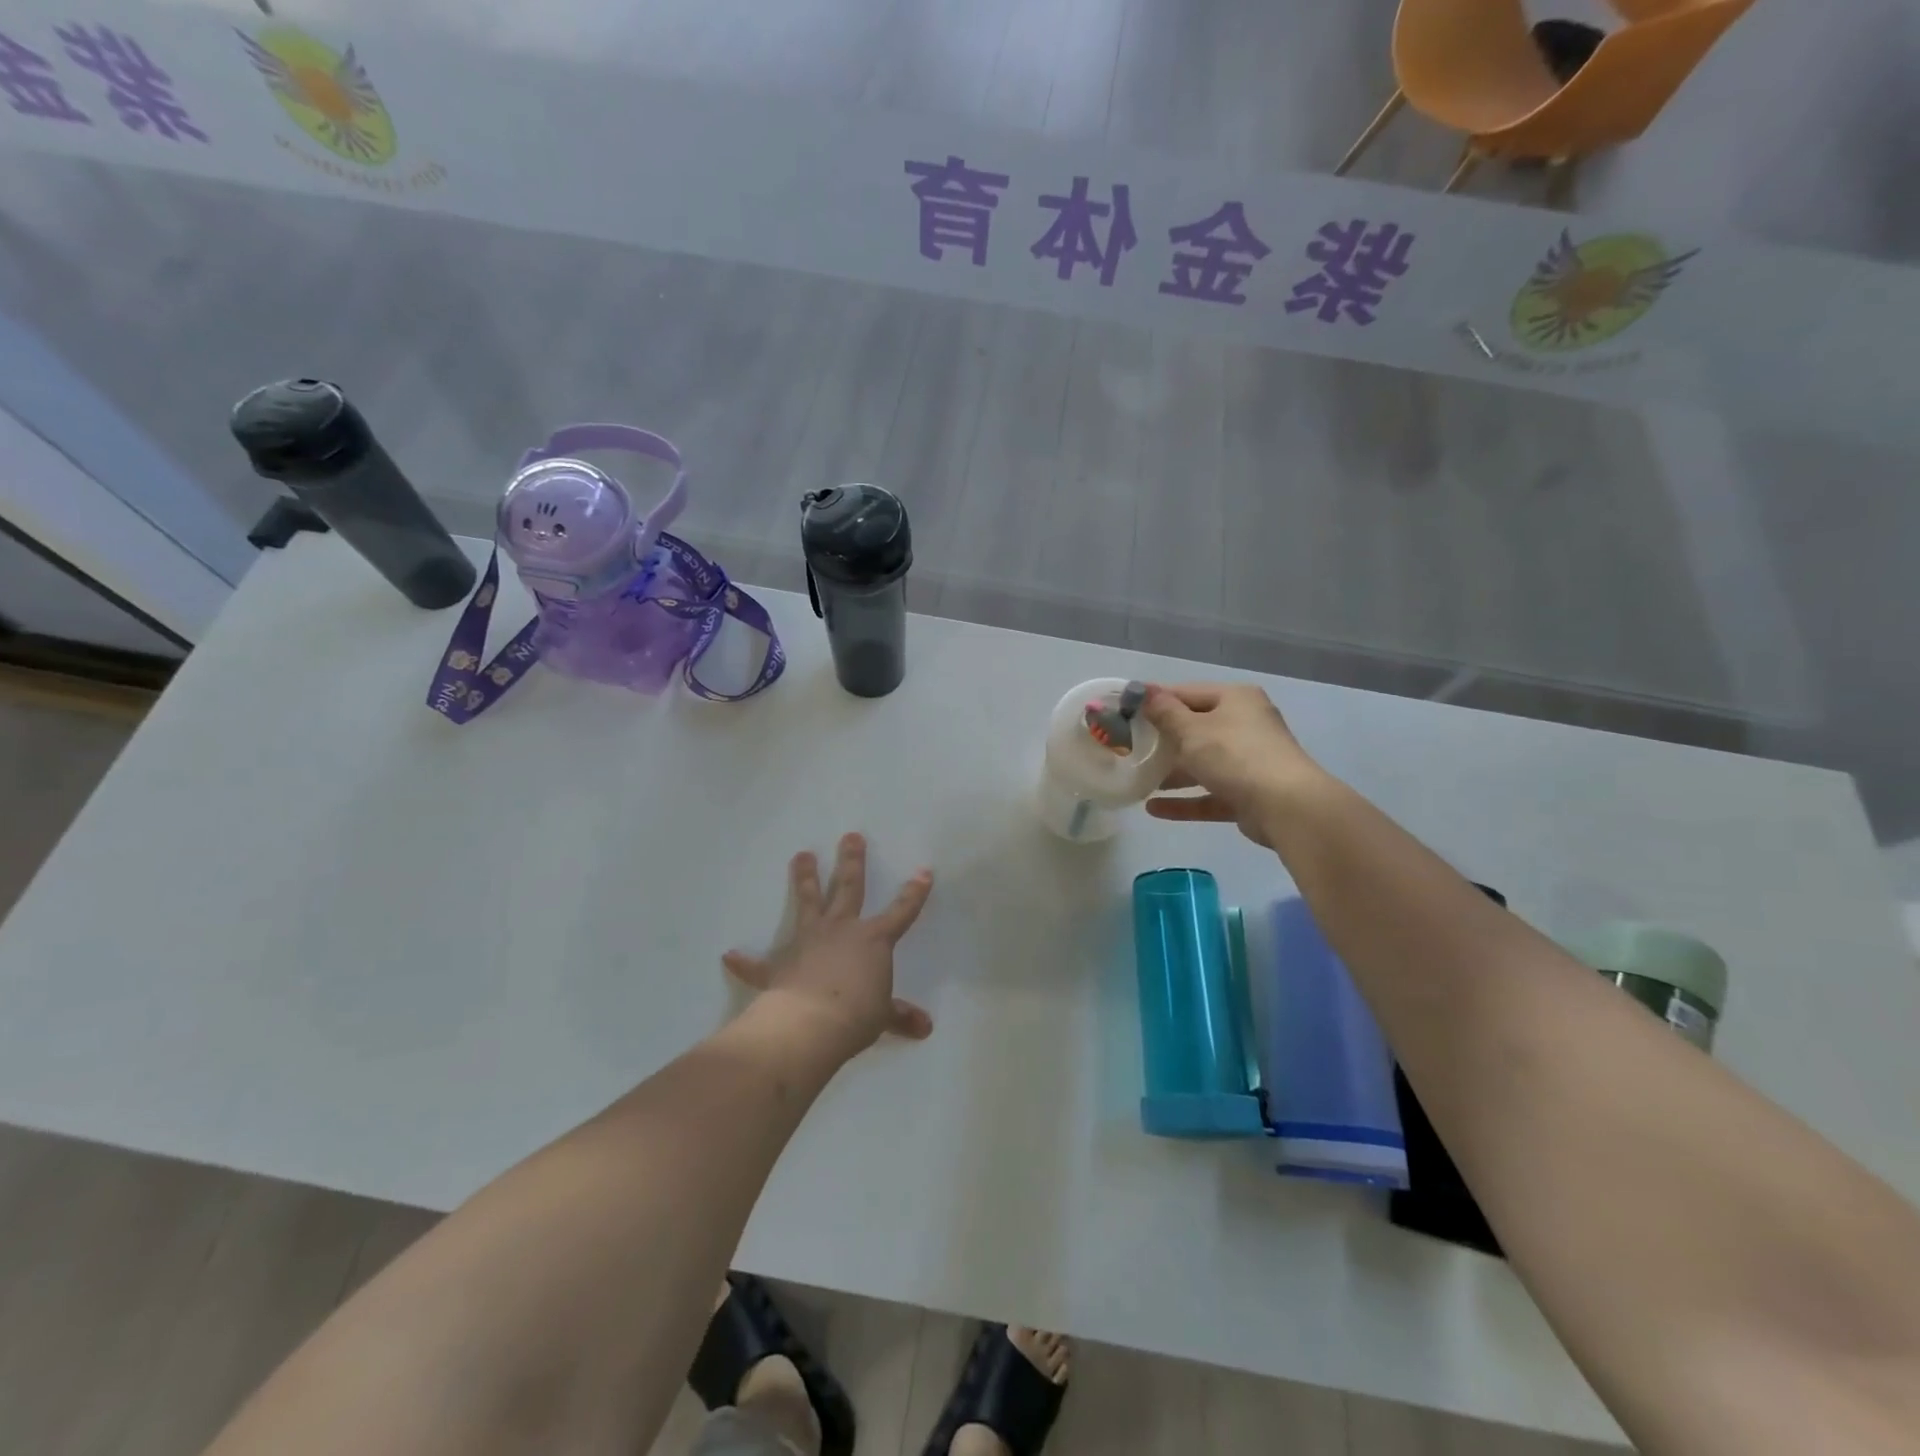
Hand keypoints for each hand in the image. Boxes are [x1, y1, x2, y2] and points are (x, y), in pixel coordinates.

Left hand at [723, 833, 934, 1057]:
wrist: (808, 1025)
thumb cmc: (855, 1016)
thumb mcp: (883, 1017)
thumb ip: (901, 1016)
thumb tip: (926, 1028)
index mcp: (873, 940)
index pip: (901, 911)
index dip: (914, 893)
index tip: (924, 871)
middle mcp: (841, 930)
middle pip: (849, 887)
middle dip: (852, 861)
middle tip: (850, 836)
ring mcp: (807, 942)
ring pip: (808, 902)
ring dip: (804, 879)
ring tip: (801, 855)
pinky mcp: (779, 965)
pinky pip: (759, 963)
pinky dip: (745, 961)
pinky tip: (729, 956)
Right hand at [1141, 683, 1320, 846]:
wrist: (1286, 807)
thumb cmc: (1234, 755)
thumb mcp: (1191, 730)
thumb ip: (1164, 712)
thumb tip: (1144, 692)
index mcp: (1235, 699)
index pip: (1186, 693)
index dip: (1154, 702)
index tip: (1123, 713)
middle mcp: (1245, 725)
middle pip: (1194, 729)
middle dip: (1161, 741)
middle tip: (1126, 748)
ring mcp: (1248, 761)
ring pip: (1202, 763)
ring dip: (1170, 773)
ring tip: (1136, 779)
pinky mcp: (1247, 794)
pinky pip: (1209, 793)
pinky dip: (1184, 800)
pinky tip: (1152, 808)